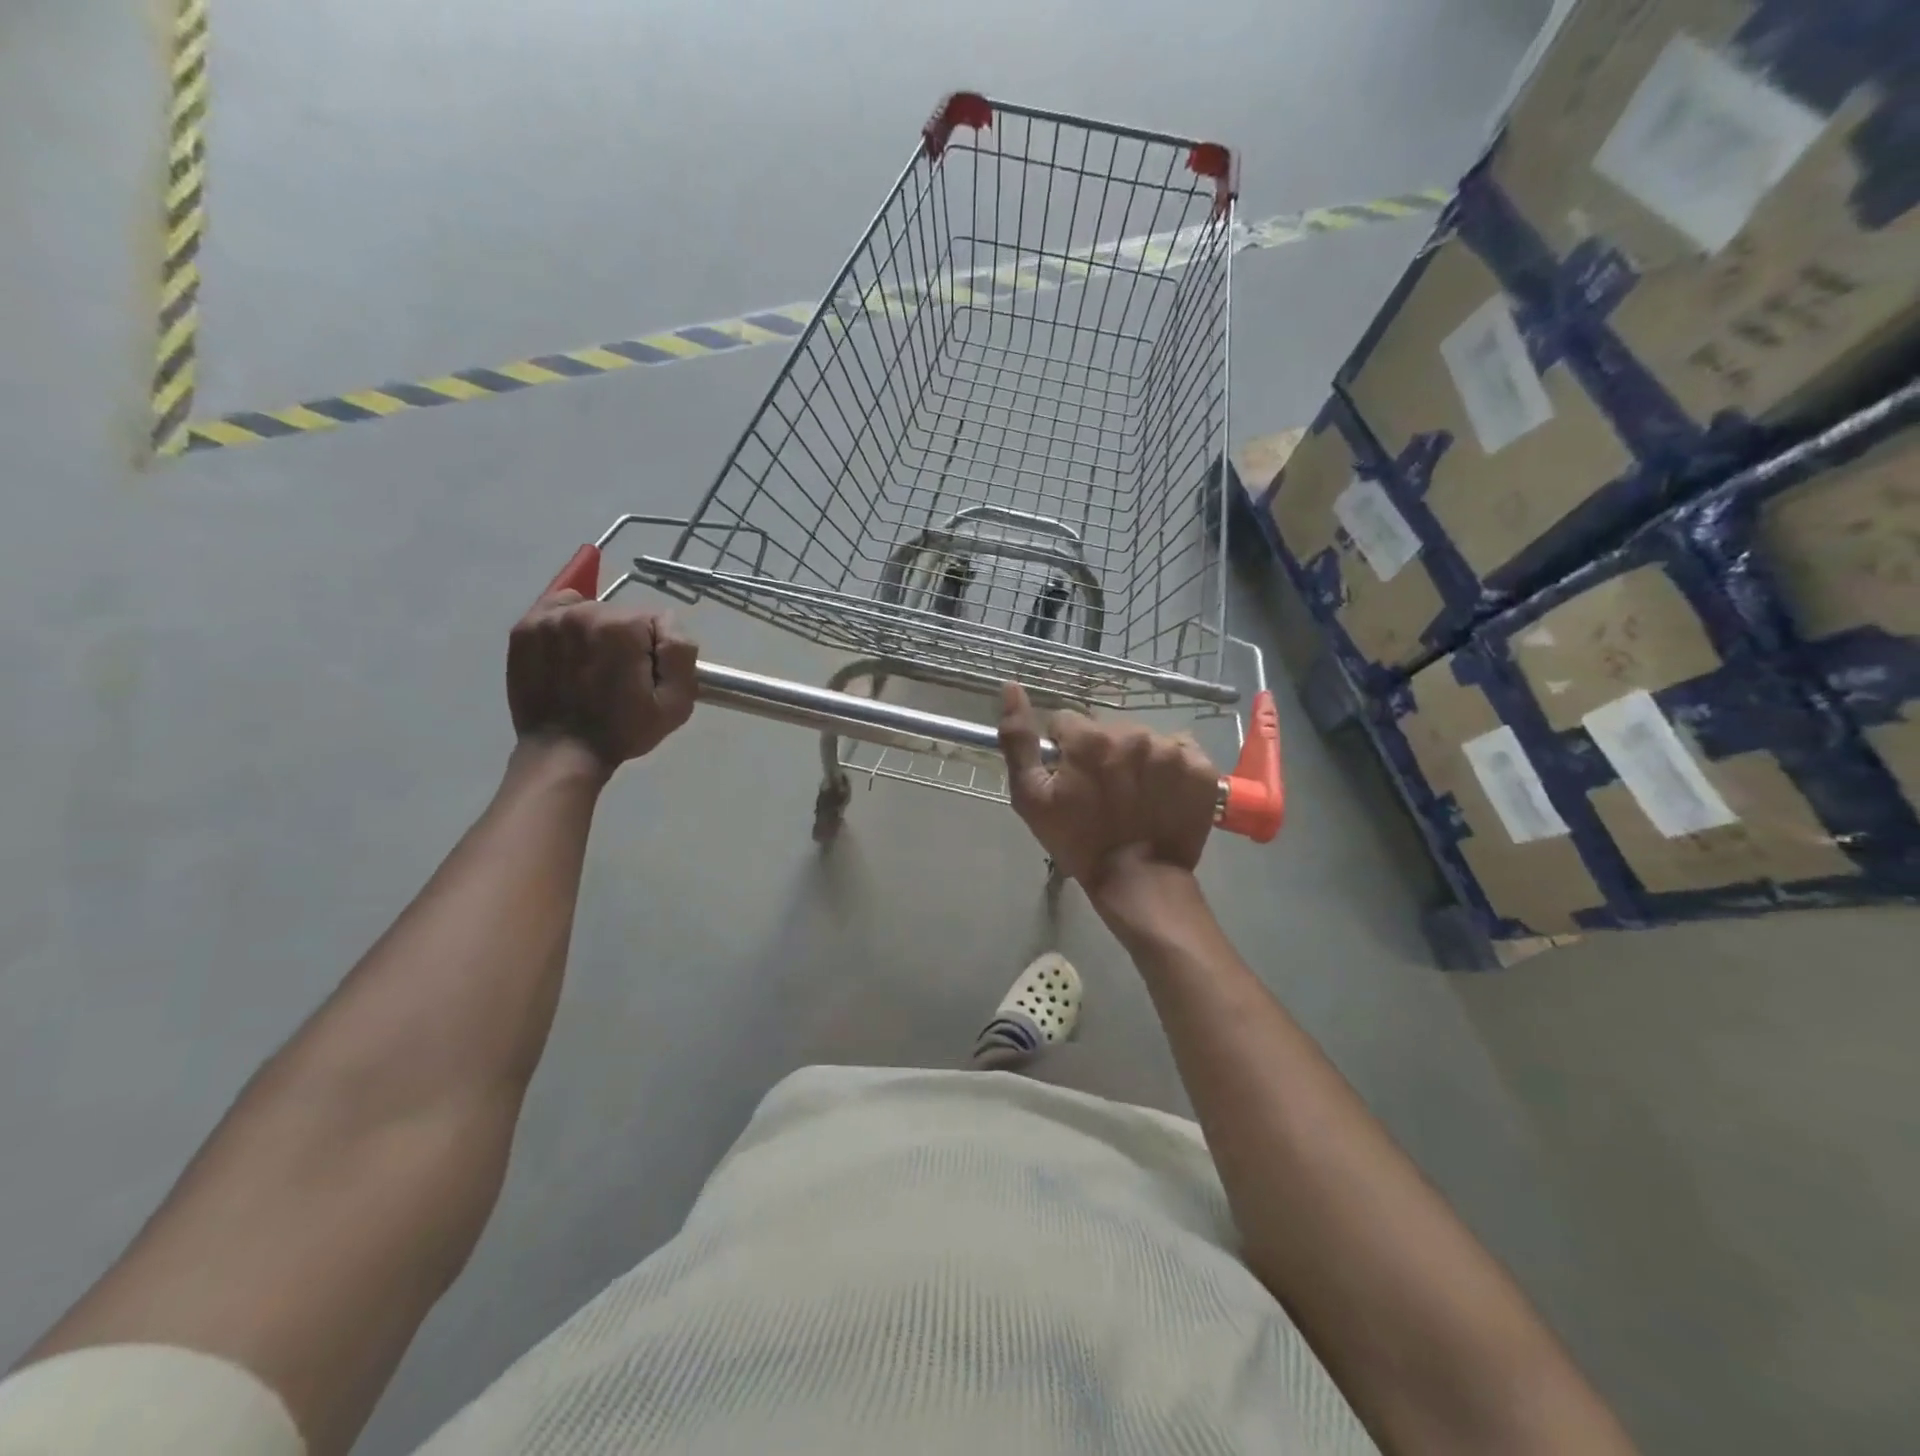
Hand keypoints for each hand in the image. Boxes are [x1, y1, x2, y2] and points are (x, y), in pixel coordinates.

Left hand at [507, 590, 697, 773]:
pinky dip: (570, 621)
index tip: (647, 678)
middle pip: (624, 614)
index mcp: (623, 627)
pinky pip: (560, 607)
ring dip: (600, 634)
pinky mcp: (526, 628)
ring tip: (593, 668)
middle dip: (629, 641)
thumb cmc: (623, 730)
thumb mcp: (676, 703)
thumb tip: (669, 627)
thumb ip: (681, 654)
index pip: (659, 621)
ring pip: (594, 611)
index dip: (659, 651)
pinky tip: (571, 650)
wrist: (562, 752)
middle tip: (621, 677)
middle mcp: (585, 612)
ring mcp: (550, 618)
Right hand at [998, 682, 1218, 903]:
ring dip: (1135, 760)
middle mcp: (1134, 734)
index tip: (1070, 779)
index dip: (1064, 750)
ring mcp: (1172, 750)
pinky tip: (1162, 795)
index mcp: (1090, 738)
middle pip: (1107, 730)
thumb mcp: (1031, 797)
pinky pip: (1179, 751)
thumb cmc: (1078, 842)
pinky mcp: (1202, 768)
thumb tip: (1011, 687)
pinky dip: (1170, 769)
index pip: (1067, 722)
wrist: (1138, 881)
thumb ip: (1018, 740)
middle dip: (1101, 753)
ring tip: (1134, 797)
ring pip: (1143, 740)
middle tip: (1102, 793)